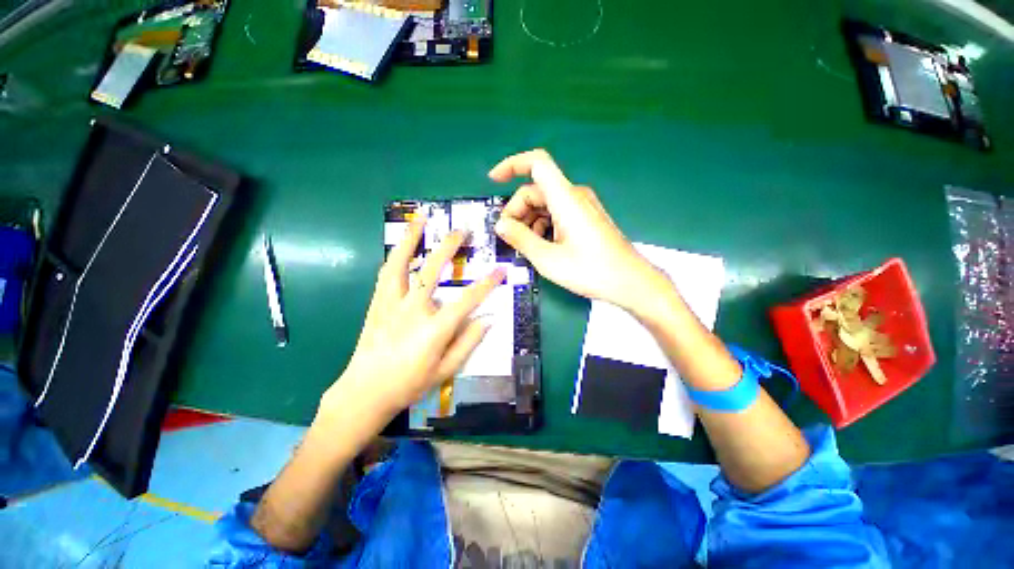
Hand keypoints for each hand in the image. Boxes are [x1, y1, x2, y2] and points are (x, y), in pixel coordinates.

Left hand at [319, 214, 505, 420]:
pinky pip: (386, 274)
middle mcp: (412, 310)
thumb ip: (467, 343)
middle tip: (462, 231)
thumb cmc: (409, 383)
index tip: (500, 270)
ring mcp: (391, 304)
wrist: (365, 391)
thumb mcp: (445, 370)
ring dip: (412, 239)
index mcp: (434, 329)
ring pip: (401, 264)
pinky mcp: (376, 304)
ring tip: (422, 220)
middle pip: (432, 271)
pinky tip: (401, 246)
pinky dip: (395, 256)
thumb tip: (487, 320)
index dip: (487, 284)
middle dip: (449, 247)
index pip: (467, 300)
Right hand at [490, 149, 669, 312]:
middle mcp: (574, 196)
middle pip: (536, 190)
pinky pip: (557, 213)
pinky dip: (543, 225)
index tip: (493, 180)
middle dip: (517, 210)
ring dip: (529, 220)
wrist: (629, 282)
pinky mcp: (586, 218)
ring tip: (526, 246)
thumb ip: (521, 239)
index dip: (512, 165)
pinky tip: (542, 246)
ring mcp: (582, 207)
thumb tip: (500, 225)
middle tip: (509, 237)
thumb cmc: (590, 271)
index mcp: (566, 198)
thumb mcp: (548, 259)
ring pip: (545, 204)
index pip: (537, 163)